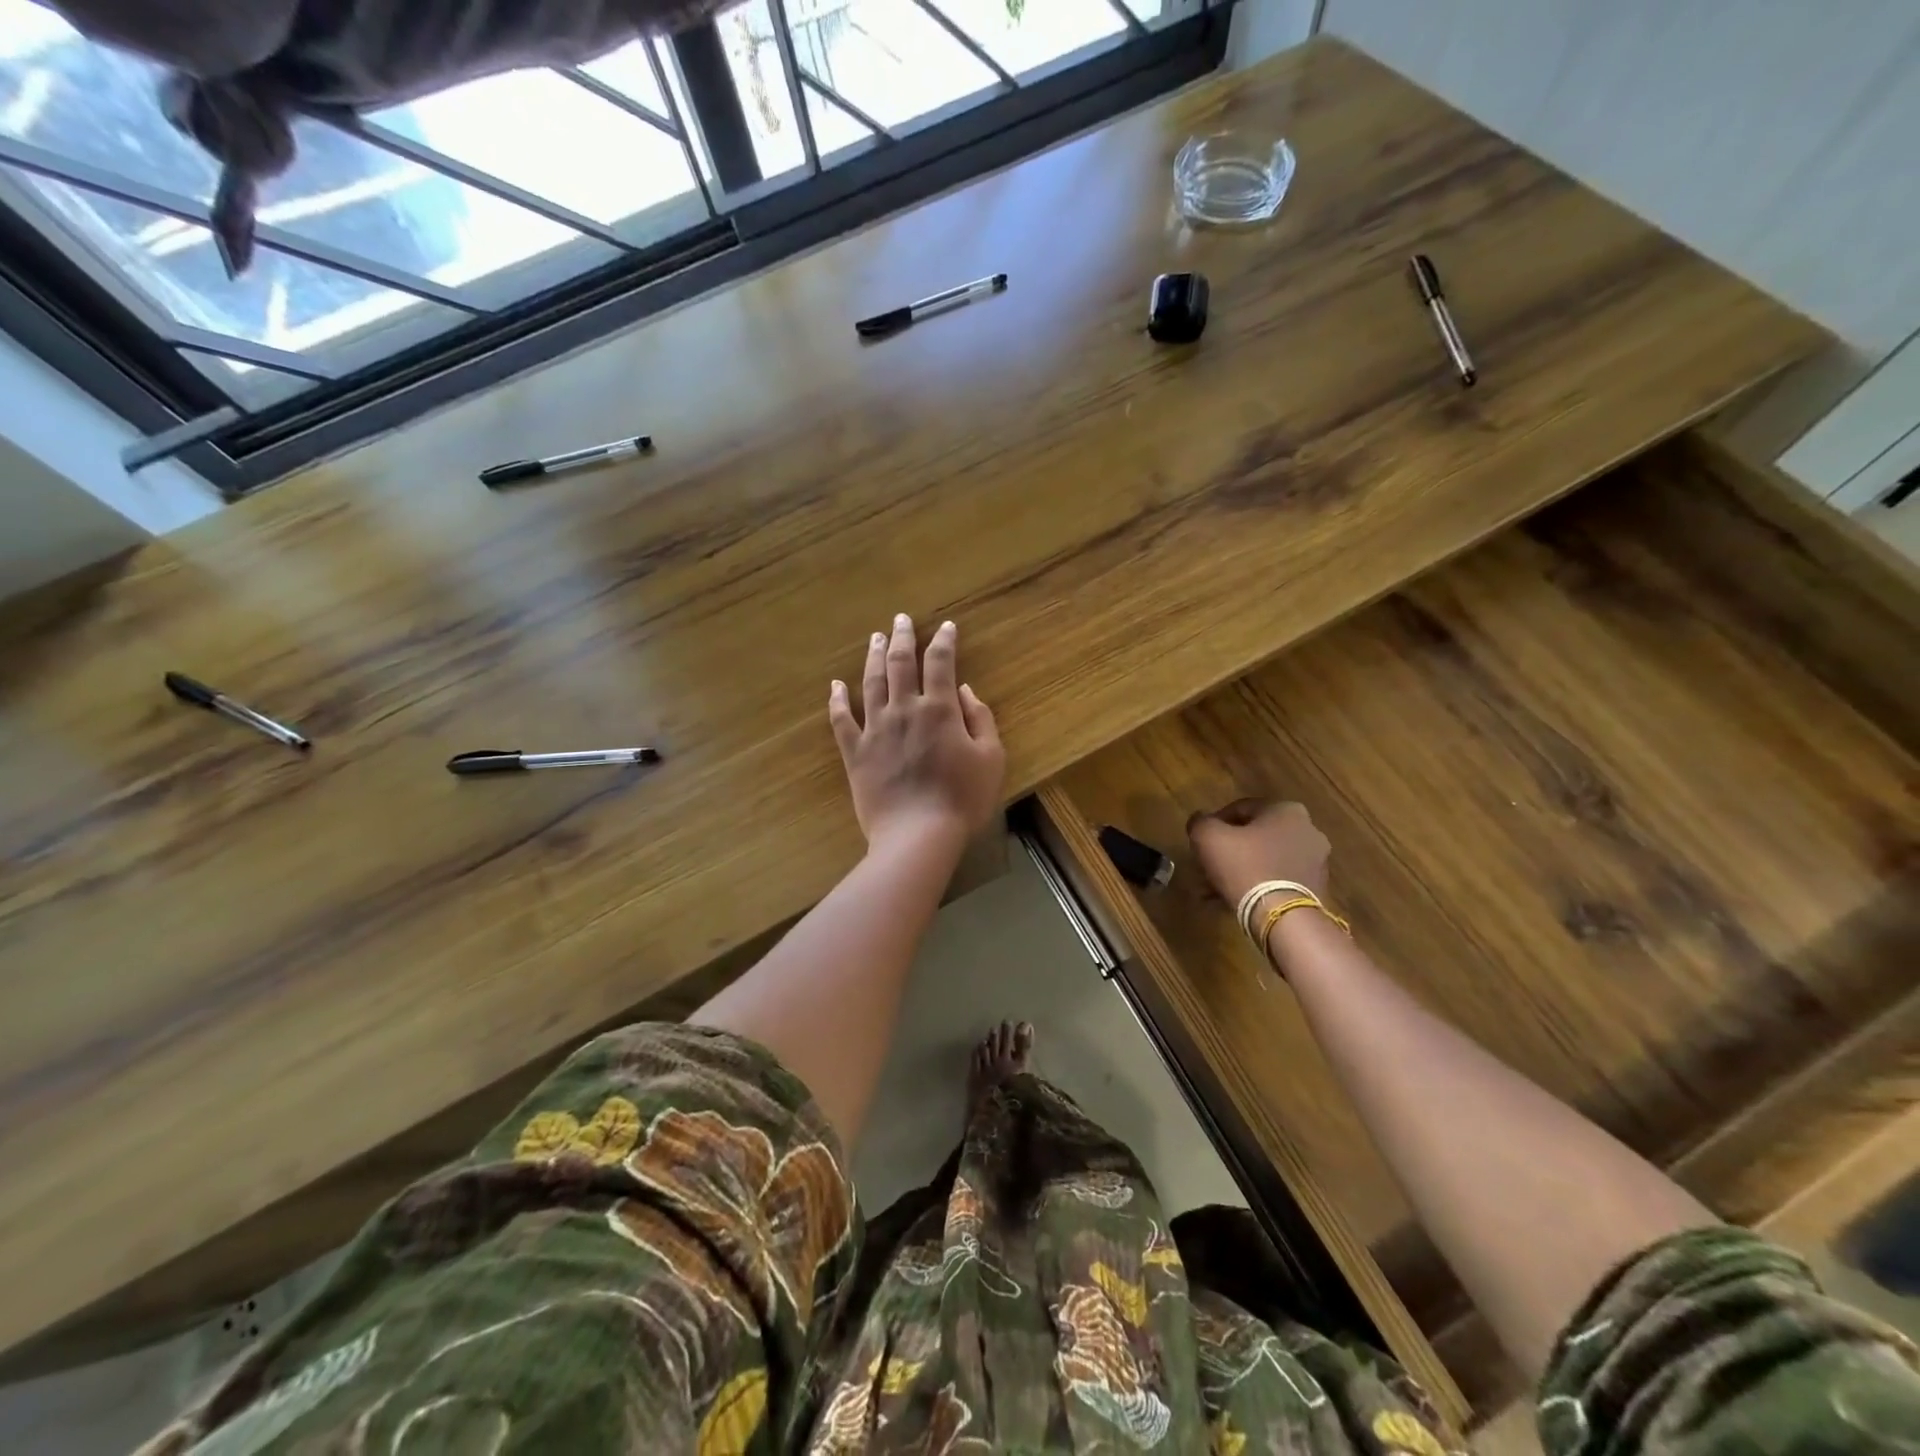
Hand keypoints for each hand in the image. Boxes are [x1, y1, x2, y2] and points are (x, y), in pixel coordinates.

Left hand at [829, 615, 1005, 852]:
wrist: (917, 835)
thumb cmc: (963, 799)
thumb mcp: (990, 758)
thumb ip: (980, 719)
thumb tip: (964, 690)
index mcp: (939, 709)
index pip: (940, 663)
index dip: (944, 641)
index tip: (947, 627)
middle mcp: (904, 709)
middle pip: (900, 663)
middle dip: (903, 637)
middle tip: (901, 619)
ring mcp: (875, 729)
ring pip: (871, 682)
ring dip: (874, 656)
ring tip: (876, 638)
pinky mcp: (854, 752)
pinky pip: (841, 719)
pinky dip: (837, 700)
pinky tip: (835, 685)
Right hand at [1187, 798, 1330, 907]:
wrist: (1283, 917)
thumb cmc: (1245, 866)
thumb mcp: (1208, 837)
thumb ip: (1200, 822)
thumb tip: (1200, 820)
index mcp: (1287, 810)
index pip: (1241, 808)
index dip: (1214, 823)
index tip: (1200, 841)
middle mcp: (1308, 830)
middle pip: (1255, 836)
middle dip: (1229, 850)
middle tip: (1207, 865)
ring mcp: (1316, 862)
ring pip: (1266, 860)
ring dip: (1240, 870)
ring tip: (1215, 889)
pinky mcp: (1316, 889)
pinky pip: (1278, 881)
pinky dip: (1257, 886)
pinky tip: (1234, 900)